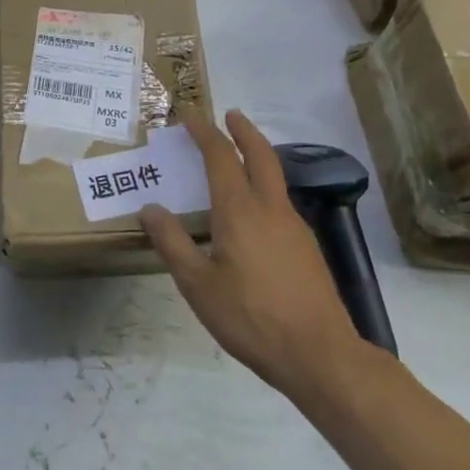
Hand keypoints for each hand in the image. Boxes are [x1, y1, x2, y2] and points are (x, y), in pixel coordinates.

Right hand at [142, 110, 365, 398]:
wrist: (319, 354)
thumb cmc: (251, 317)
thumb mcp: (198, 285)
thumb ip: (172, 243)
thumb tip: (151, 209)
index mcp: (240, 211)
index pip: (220, 157)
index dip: (204, 132)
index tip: (189, 116)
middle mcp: (270, 208)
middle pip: (260, 154)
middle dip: (243, 131)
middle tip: (229, 115)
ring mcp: (294, 226)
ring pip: (275, 177)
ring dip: (257, 155)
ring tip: (238, 158)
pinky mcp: (307, 247)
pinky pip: (280, 201)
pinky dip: (264, 185)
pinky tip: (254, 210)